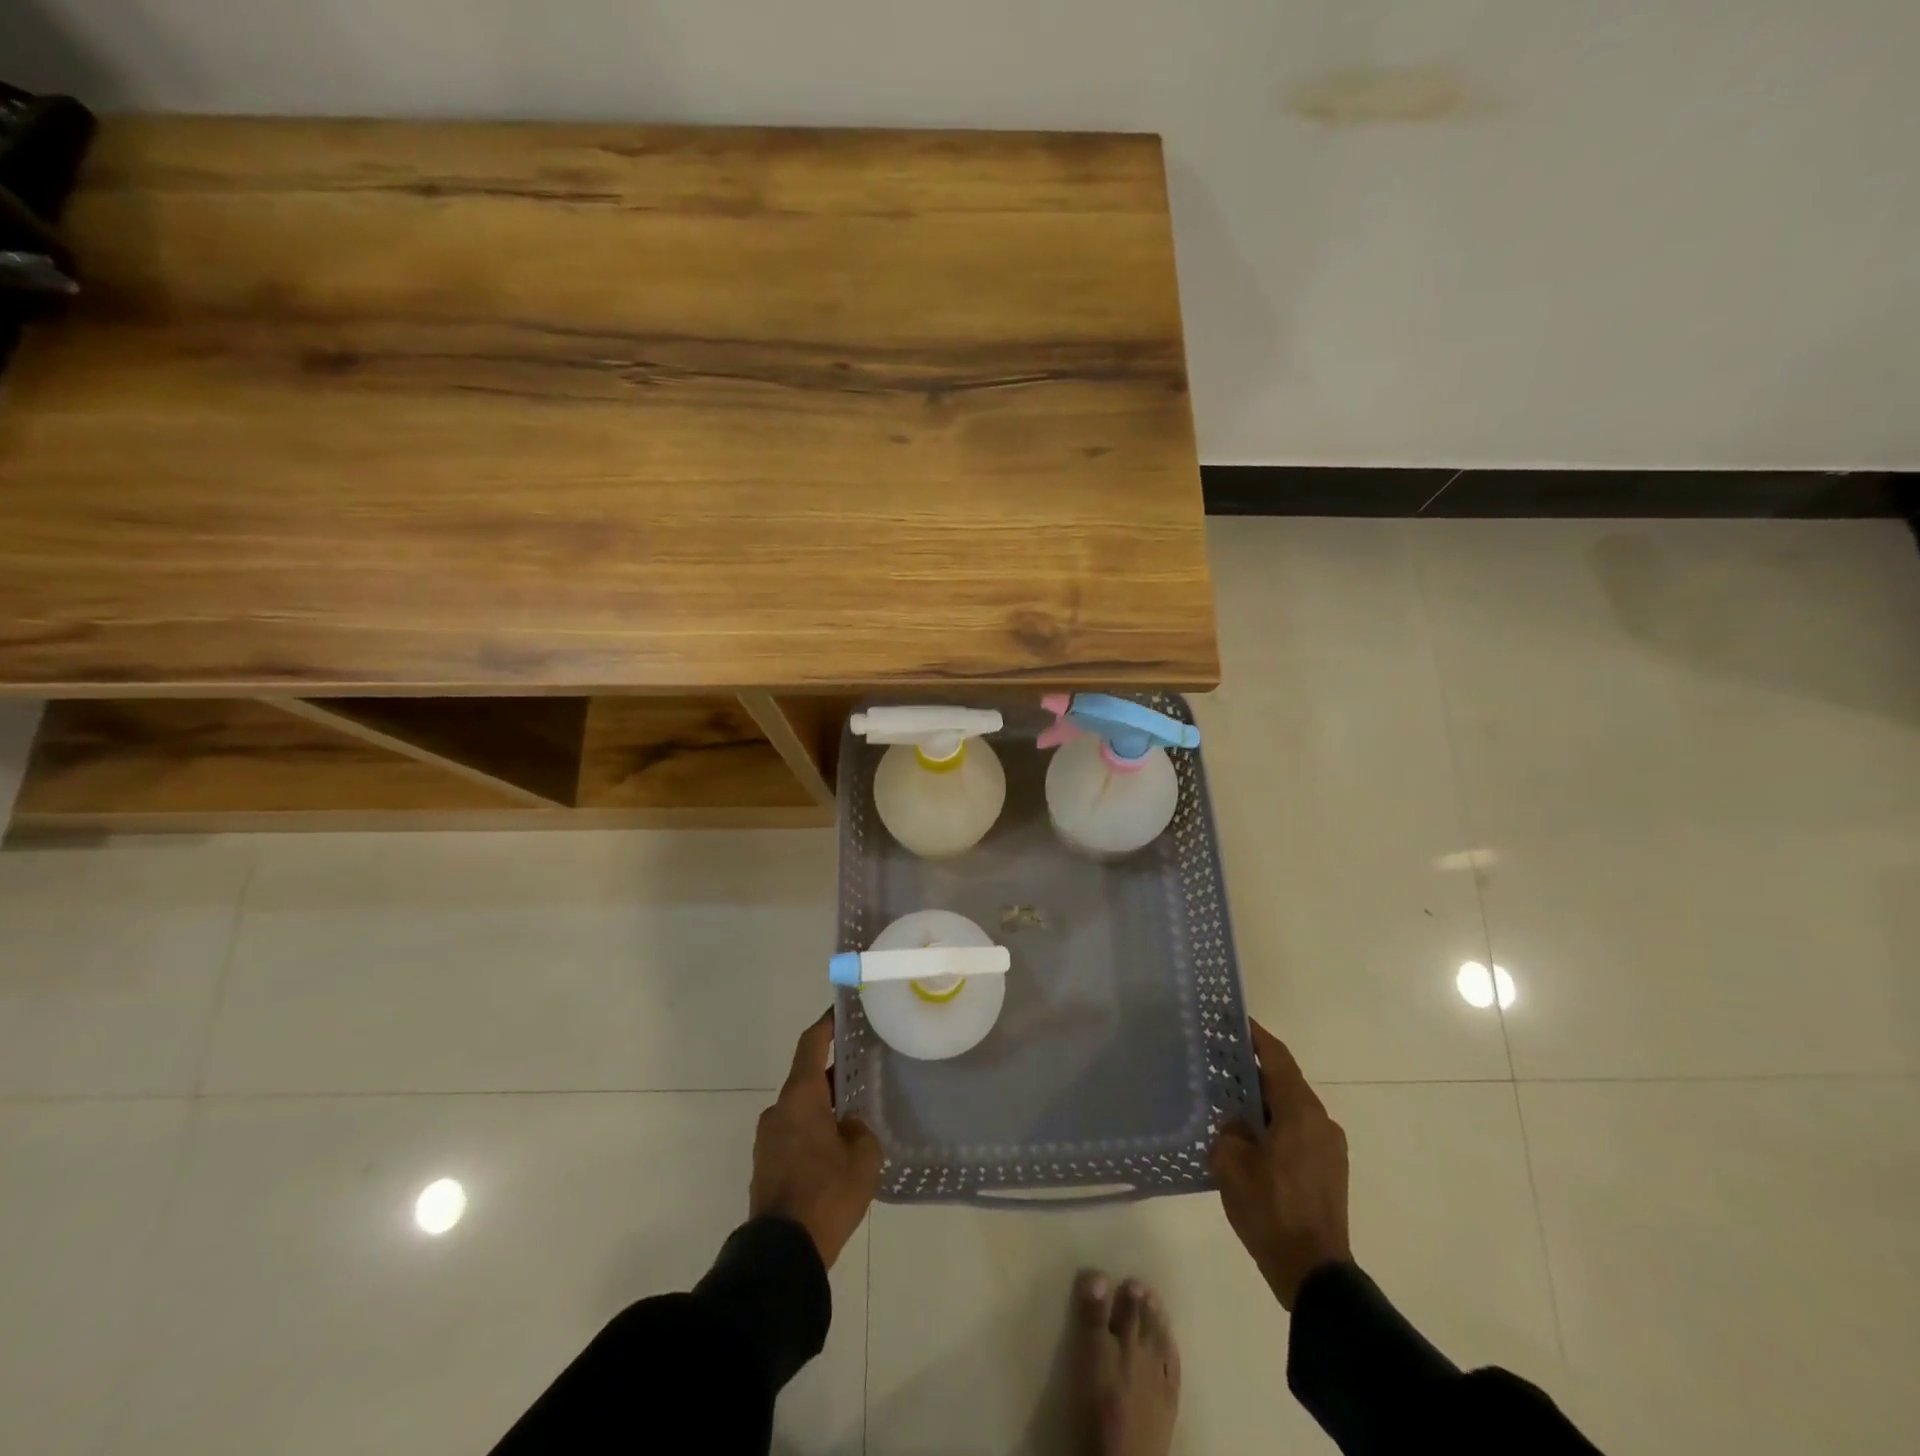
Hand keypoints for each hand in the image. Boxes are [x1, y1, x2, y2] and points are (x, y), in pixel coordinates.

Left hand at [750, 1011, 882, 1269]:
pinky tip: (838, 1145)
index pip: (811, 1044)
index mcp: (800, 1097)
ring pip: (801, 1107)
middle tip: (863, 1067)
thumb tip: (851, 1125)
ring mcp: (768, 1138)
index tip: (842, 1010)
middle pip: (807, 1076)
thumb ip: (861, 1130)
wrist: (782, 1253)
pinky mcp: (766, 1163)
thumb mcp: (863, 1158)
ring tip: (855, 1110)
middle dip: (833, 1071)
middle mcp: (779, 1109)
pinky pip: (794, 1132)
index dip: (827, 1024)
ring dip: (824, 1104)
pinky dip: (814, 1128)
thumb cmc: (826, 1194)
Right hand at [1210, 1019, 1351, 1309]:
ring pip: (1291, 1108)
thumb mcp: (1231, 1163)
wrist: (1314, 1273)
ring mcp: (1330, 1148)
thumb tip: (1238, 1124)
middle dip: (1254, 1071)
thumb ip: (1229, 1130)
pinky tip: (1250, 1136)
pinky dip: (1275, 1123)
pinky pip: (1298, 1131)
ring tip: (1230, 1101)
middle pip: (1284, 1082)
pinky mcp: (1330, 1170)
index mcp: (1300, 1112)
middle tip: (1220, 1062)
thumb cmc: (1270, 1210)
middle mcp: (1321, 1121)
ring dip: (1264, 1101)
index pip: (1277, 1058)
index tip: (1234, 1020)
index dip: (1256, 1036)